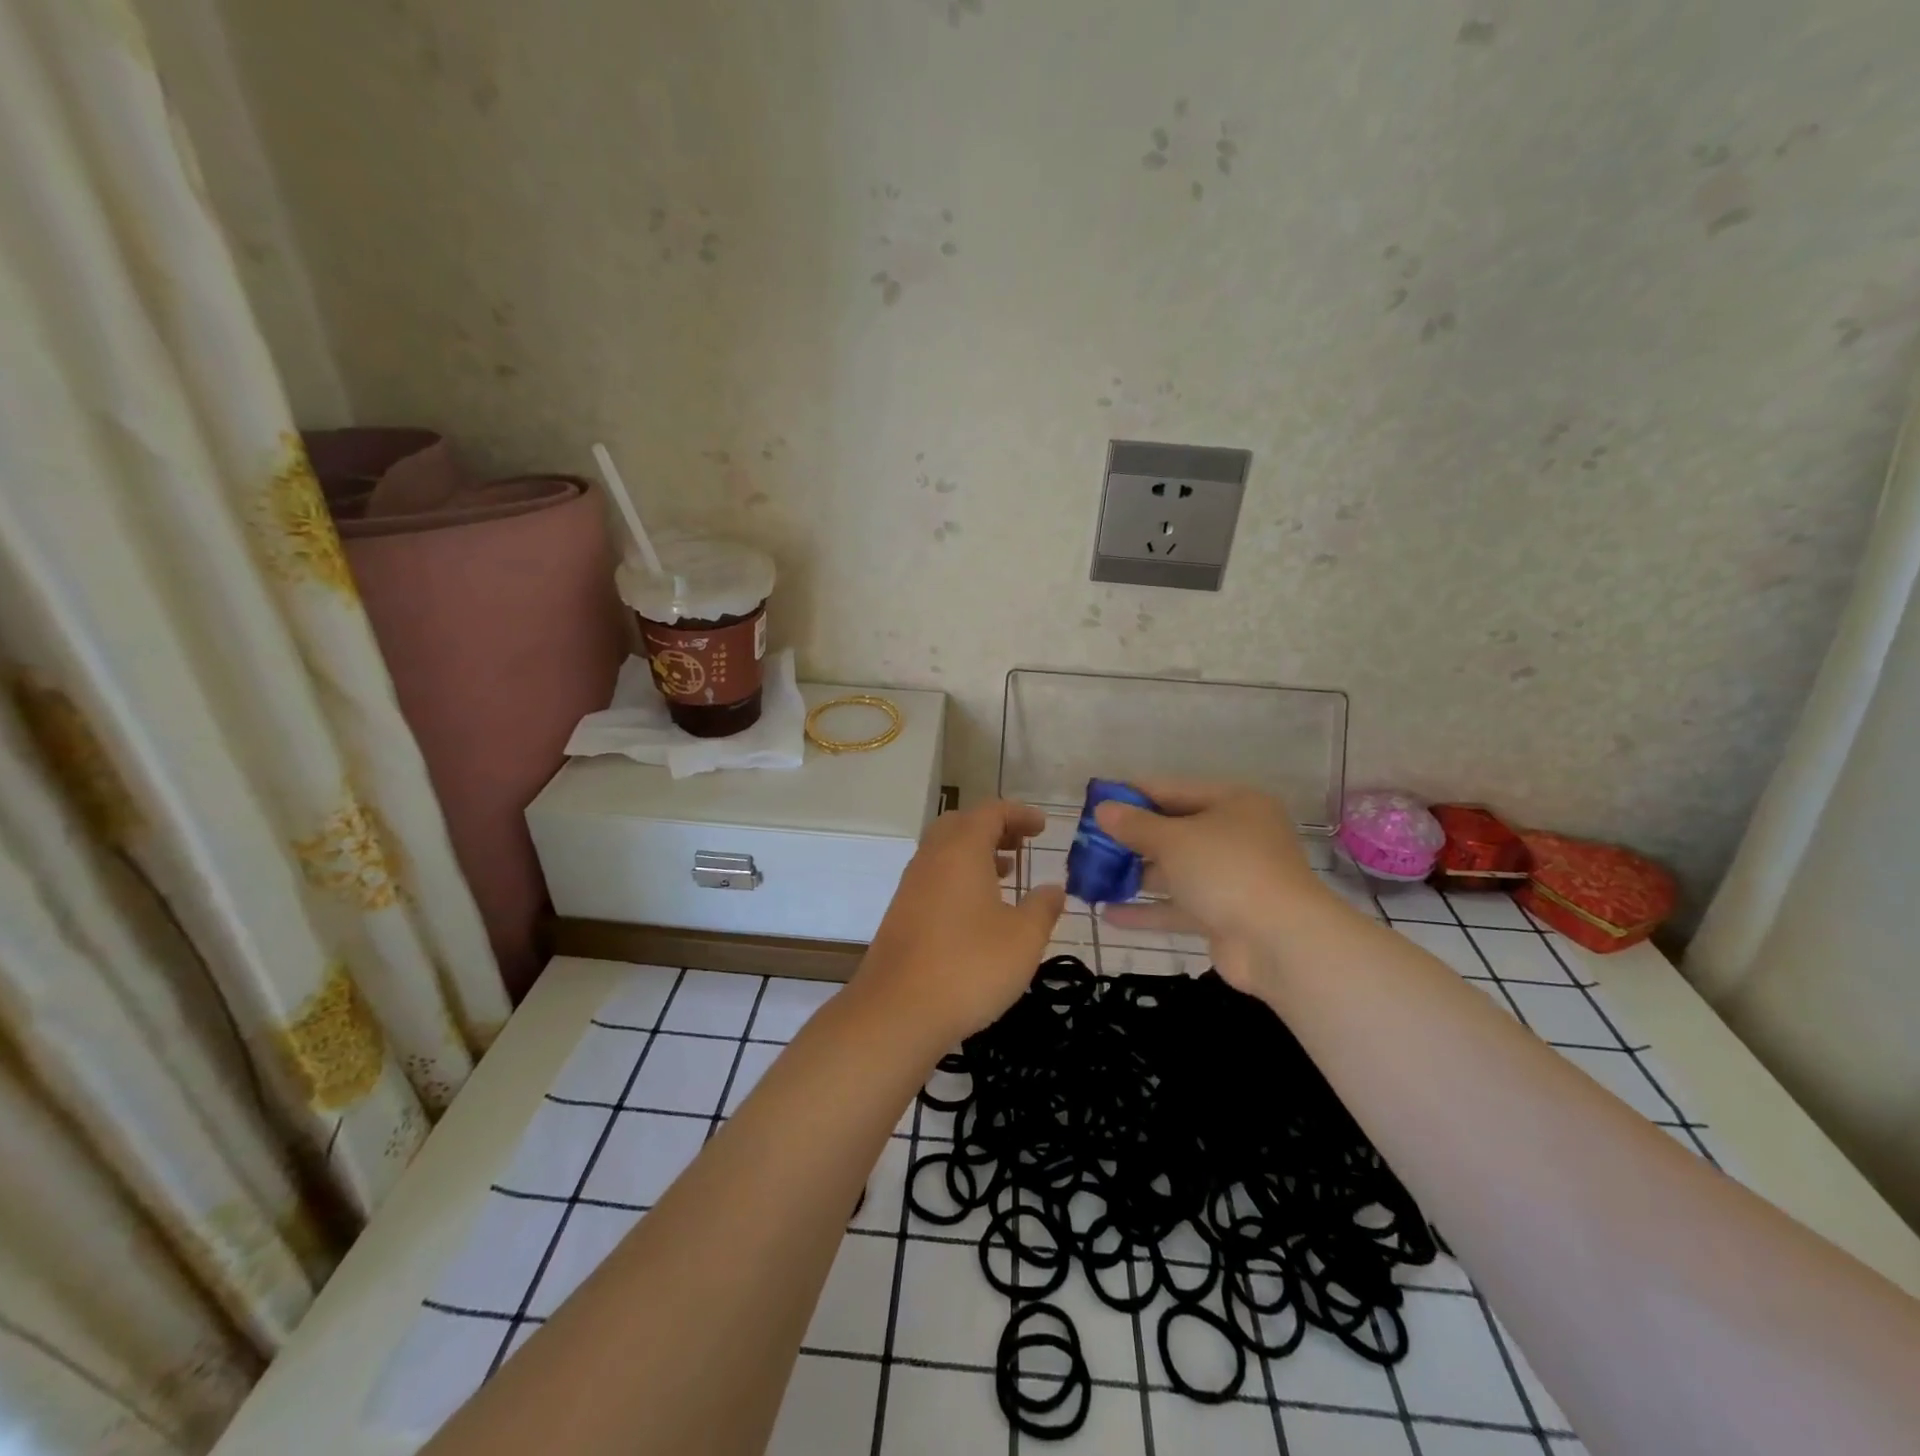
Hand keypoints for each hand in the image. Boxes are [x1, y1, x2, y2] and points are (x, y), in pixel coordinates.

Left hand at [855, 800, 1065, 1044]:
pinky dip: (958, 876)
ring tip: (1005, 873)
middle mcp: (931, 858)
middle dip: (993, 828)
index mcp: (961, 850)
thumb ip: (1043, 907)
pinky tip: (977, 910)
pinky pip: (934, 876)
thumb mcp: (1023, 938)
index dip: (1019, 813)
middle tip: (1020, 844)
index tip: (1042, 826)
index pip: (990, 812)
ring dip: (975, 853)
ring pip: (944, 851)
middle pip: (961, 824)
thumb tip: (1054, 889)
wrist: (897, 1011)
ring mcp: (911, 885)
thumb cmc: (970, 966)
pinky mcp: (901, 913)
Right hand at [1095, 779, 1346, 996]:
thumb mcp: (1174, 840)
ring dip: (1135, 876)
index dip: (1133, 794)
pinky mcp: (1224, 915)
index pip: (1173, 790)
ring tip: (1092, 878)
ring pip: (1175, 871)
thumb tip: (1103, 809)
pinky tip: (1108, 915)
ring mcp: (1232, 878)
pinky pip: (1179, 907)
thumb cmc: (1227, 870)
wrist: (1281, 942)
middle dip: (1131, 839)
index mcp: (1234, 804)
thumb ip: (1135, 825)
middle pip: (1174, 831)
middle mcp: (1236, 836)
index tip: (1096, 800)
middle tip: (1089, 843)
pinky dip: (1147, 910)